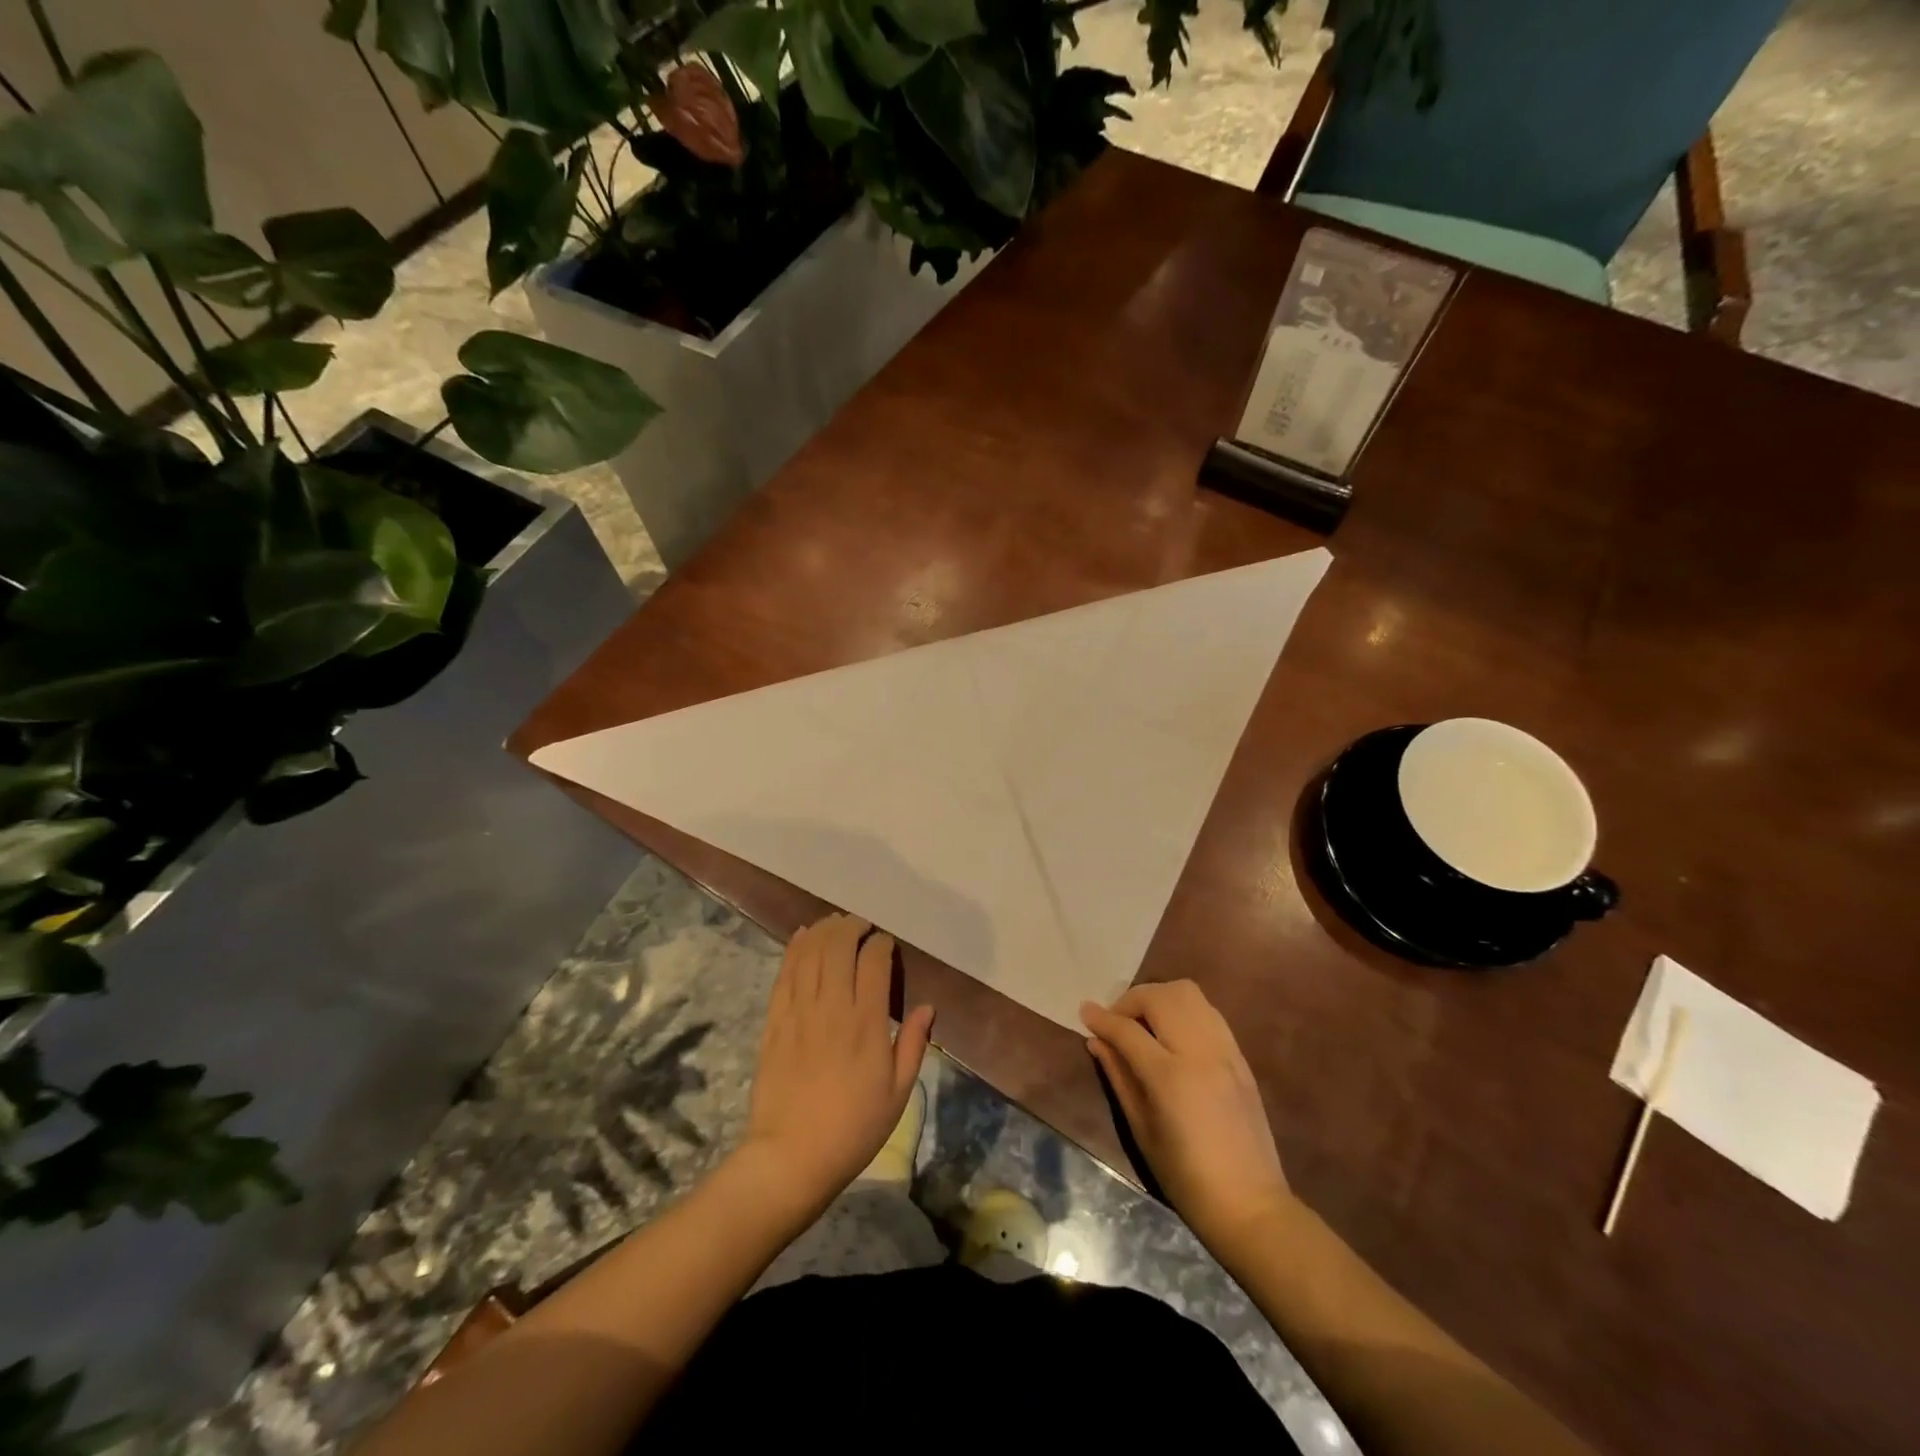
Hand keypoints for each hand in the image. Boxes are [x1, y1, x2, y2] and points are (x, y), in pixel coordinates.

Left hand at [738, 914, 933, 1216]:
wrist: (791, 1157)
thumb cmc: (853, 1128)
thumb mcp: (898, 1093)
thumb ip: (912, 1044)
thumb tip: (927, 1007)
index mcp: (866, 1023)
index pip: (874, 962)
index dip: (881, 943)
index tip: (886, 943)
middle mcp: (832, 1007)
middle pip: (838, 947)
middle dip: (851, 927)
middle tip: (861, 925)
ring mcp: (799, 1012)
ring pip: (810, 953)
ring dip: (824, 931)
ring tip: (835, 923)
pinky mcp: (775, 1021)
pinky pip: (784, 973)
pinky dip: (794, 949)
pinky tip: (802, 936)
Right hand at [1081, 981, 1290, 1244]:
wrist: (1250, 1204)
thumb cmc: (1185, 1177)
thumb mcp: (1141, 1130)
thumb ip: (1118, 1077)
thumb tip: (1097, 1041)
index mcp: (1170, 1077)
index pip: (1128, 1030)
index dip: (1102, 1018)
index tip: (1085, 1012)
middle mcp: (1199, 1052)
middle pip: (1160, 997)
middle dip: (1130, 1000)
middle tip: (1117, 1022)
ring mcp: (1224, 1050)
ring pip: (1188, 993)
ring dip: (1159, 998)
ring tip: (1145, 1021)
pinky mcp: (1240, 1056)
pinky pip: (1208, 1011)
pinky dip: (1184, 1009)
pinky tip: (1173, 1032)